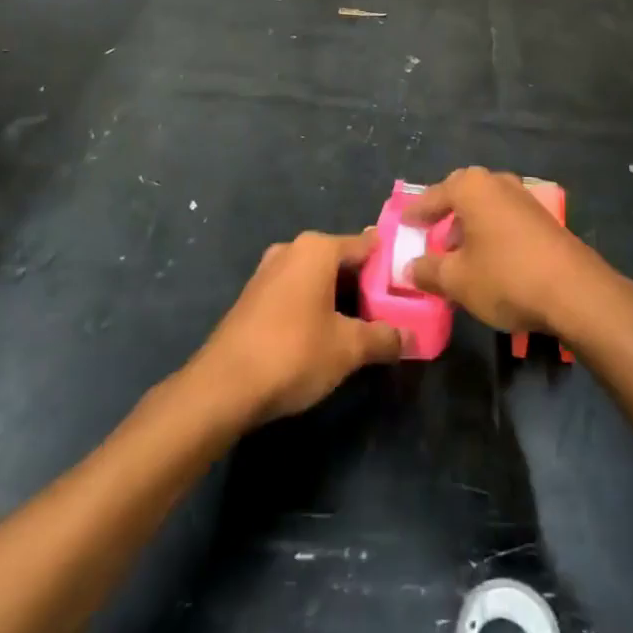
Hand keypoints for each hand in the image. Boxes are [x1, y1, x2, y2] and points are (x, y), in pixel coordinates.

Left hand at [192, 230, 401, 424]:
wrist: (222, 387)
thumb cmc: (293, 353)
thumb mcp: (348, 349)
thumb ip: (384, 338)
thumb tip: (411, 337)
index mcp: (317, 248)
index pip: (367, 245)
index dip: (391, 265)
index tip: (410, 285)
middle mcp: (292, 250)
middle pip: (342, 261)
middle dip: (366, 285)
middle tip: (392, 311)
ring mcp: (268, 272)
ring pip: (317, 278)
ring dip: (340, 299)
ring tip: (364, 327)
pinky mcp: (253, 298)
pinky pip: (296, 292)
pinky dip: (315, 307)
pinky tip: (325, 336)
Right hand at [402, 168, 613, 340]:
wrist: (575, 291)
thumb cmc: (505, 277)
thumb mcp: (457, 280)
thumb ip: (428, 270)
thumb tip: (409, 268)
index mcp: (471, 187)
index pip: (433, 196)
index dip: (416, 213)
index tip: (402, 224)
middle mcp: (498, 183)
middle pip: (462, 196)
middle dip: (444, 216)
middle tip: (429, 236)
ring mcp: (524, 198)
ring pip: (486, 208)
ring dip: (469, 228)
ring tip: (457, 255)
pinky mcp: (543, 219)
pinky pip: (505, 220)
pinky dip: (490, 234)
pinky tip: (488, 261)